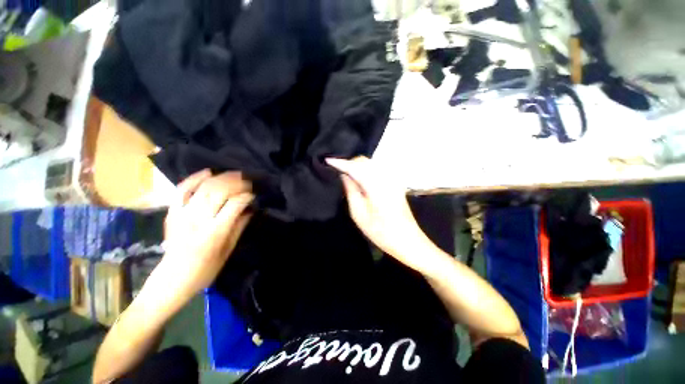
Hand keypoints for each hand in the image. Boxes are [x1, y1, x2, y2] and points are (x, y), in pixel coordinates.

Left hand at [158, 169, 253, 297]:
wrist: (172, 278)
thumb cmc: (206, 268)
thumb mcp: (229, 249)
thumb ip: (240, 226)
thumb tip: (250, 208)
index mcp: (214, 232)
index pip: (235, 204)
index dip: (247, 196)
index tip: (254, 194)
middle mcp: (197, 219)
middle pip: (219, 191)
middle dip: (237, 182)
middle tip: (247, 180)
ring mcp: (182, 214)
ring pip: (203, 187)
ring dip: (221, 177)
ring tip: (234, 175)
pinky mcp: (172, 212)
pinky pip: (182, 189)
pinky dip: (195, 178)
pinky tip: (208, 172)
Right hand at [326, 157, 431, 270]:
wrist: (407, 239)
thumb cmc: (381, 231)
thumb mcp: (359, 214)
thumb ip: (351, 191)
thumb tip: (344, 174)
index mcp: (376, 186)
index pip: (355, 167)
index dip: (341, 163)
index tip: (328, 160)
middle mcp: (385, 177)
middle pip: (364, 161)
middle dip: (349, 163)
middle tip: (337, 170)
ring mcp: (392, 179)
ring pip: (371, 163)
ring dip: (357, 165)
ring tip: (346, 173)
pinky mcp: (395, 182)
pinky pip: (377, 169)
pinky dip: (366, 169)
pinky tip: (360, 177)